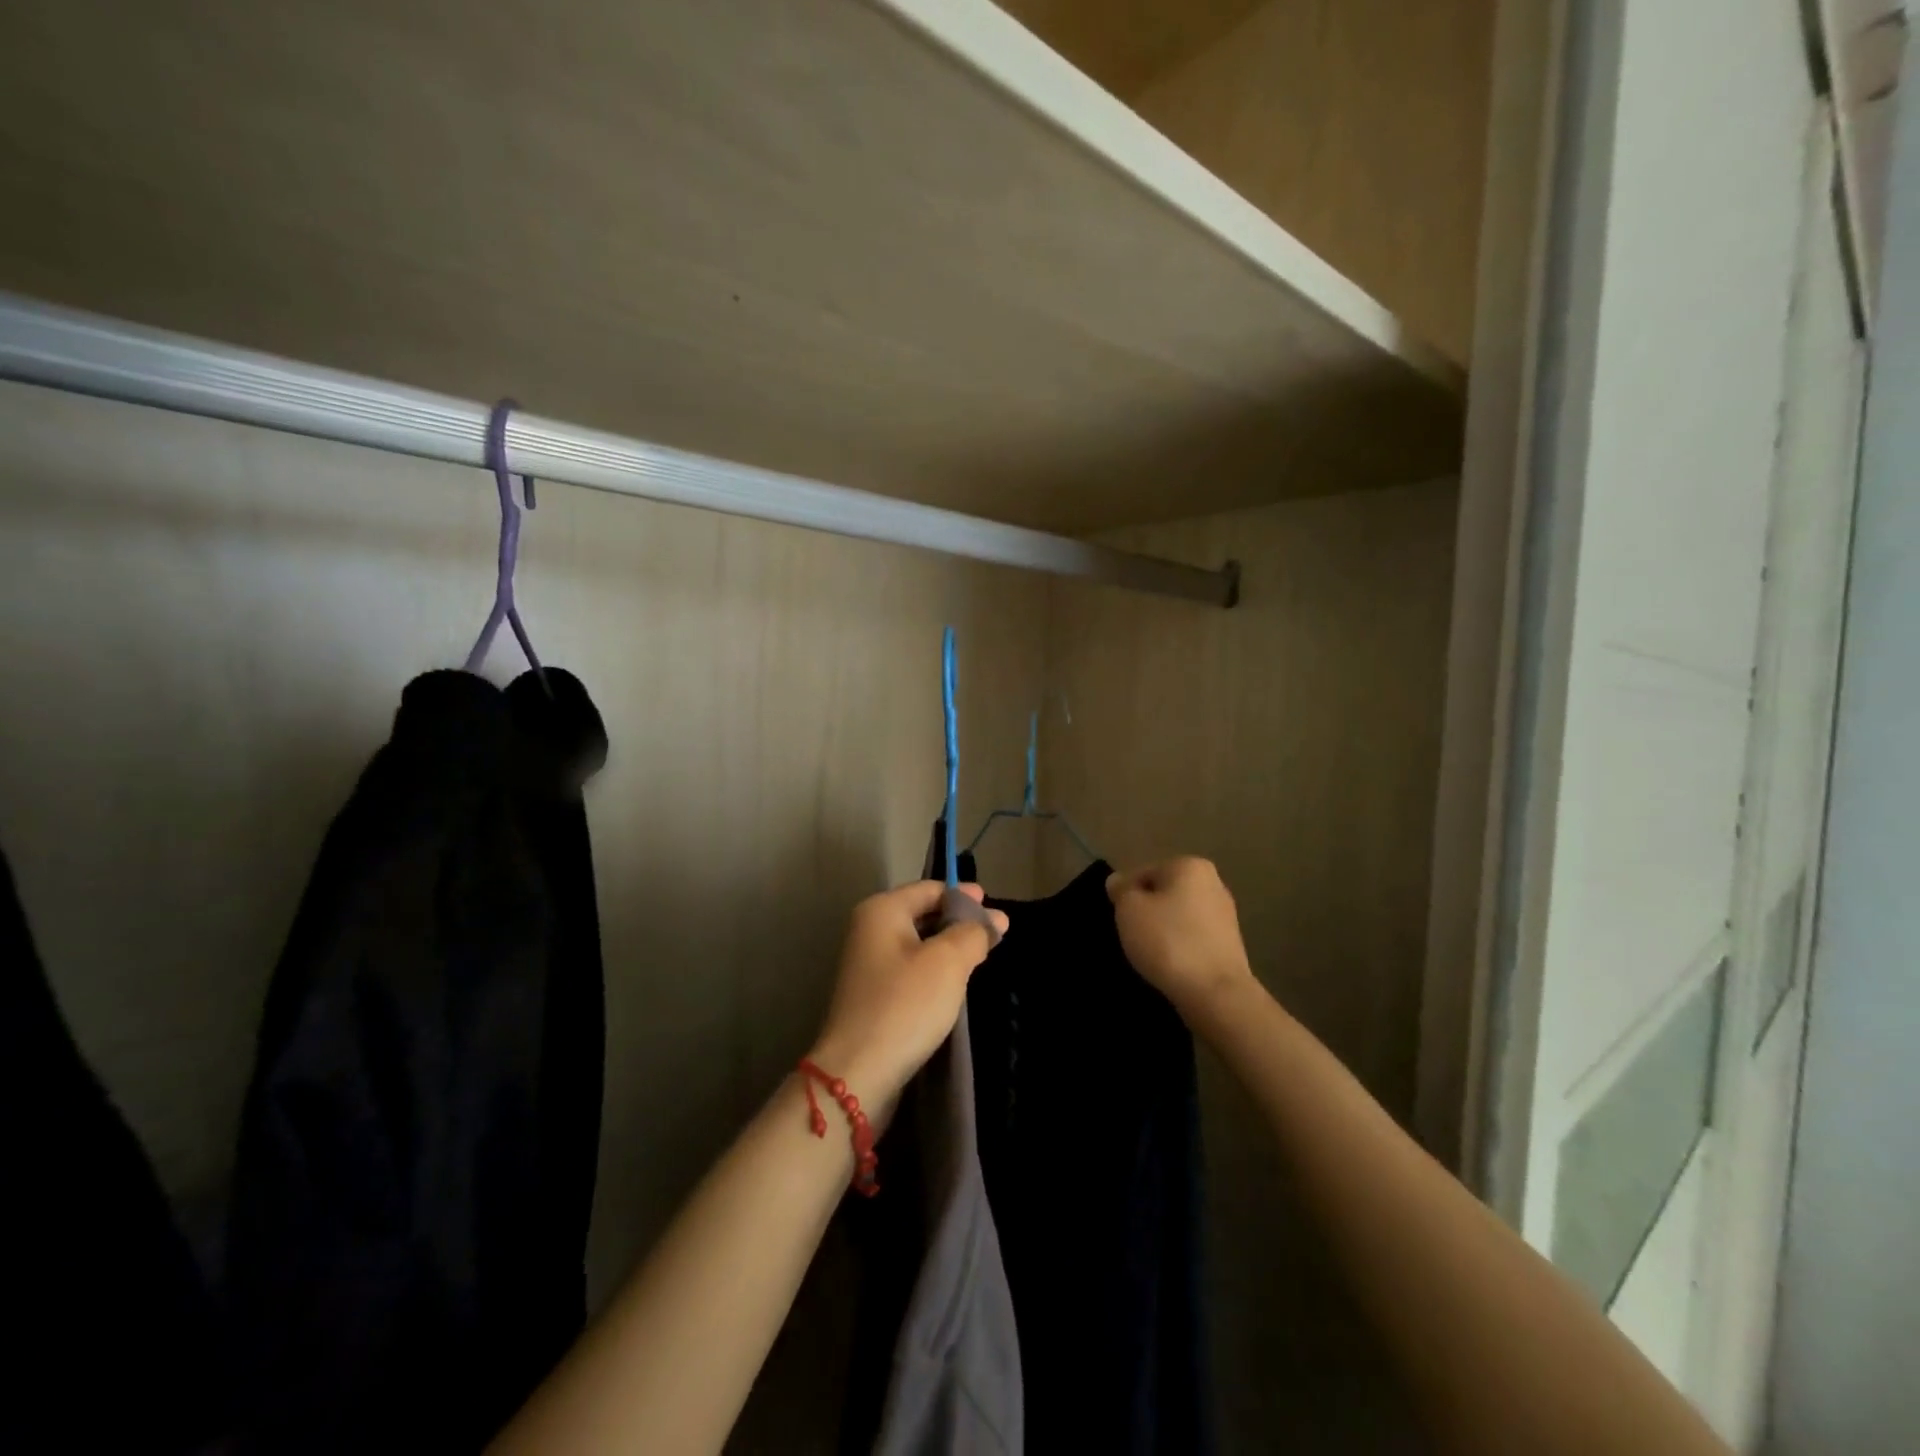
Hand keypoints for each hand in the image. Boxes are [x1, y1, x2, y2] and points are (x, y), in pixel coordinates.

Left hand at [808, 881, 1008, 1115]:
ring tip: (981, 957)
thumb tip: (994, 919)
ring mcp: (868, 963)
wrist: (859, 1071)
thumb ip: (973, 933)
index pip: (932, 889)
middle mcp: (870, 929)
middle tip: (996, 934)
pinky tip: (955, 984)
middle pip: (924, 913)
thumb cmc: (905, 1004)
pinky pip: (911, 969)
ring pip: (919, 943)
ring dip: (949, 947)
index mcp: (882, 910)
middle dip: (959, 921)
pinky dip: (935, 970)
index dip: (966, 897)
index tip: (998, 910)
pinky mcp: (873, 994)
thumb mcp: (948, 962)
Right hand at [1107, 858, 1256, 1023]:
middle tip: (1132, 936)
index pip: (1143, 873)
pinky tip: (1171, 965)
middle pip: (1164, 893)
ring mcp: (1225, 915)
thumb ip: (1121, 890)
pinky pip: (1193, 938)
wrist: (1215, 994)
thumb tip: (1118, 881)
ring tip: (1151, 955)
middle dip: (1147, 912)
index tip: (1120, 920)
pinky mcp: (1230, 945)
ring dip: (1163, 931)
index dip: (1125, 896)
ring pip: (1179, 917)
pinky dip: (1180, 947)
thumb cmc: (1168, 941)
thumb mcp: (1129, 910)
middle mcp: (1214, 883)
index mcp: (1190, 866)